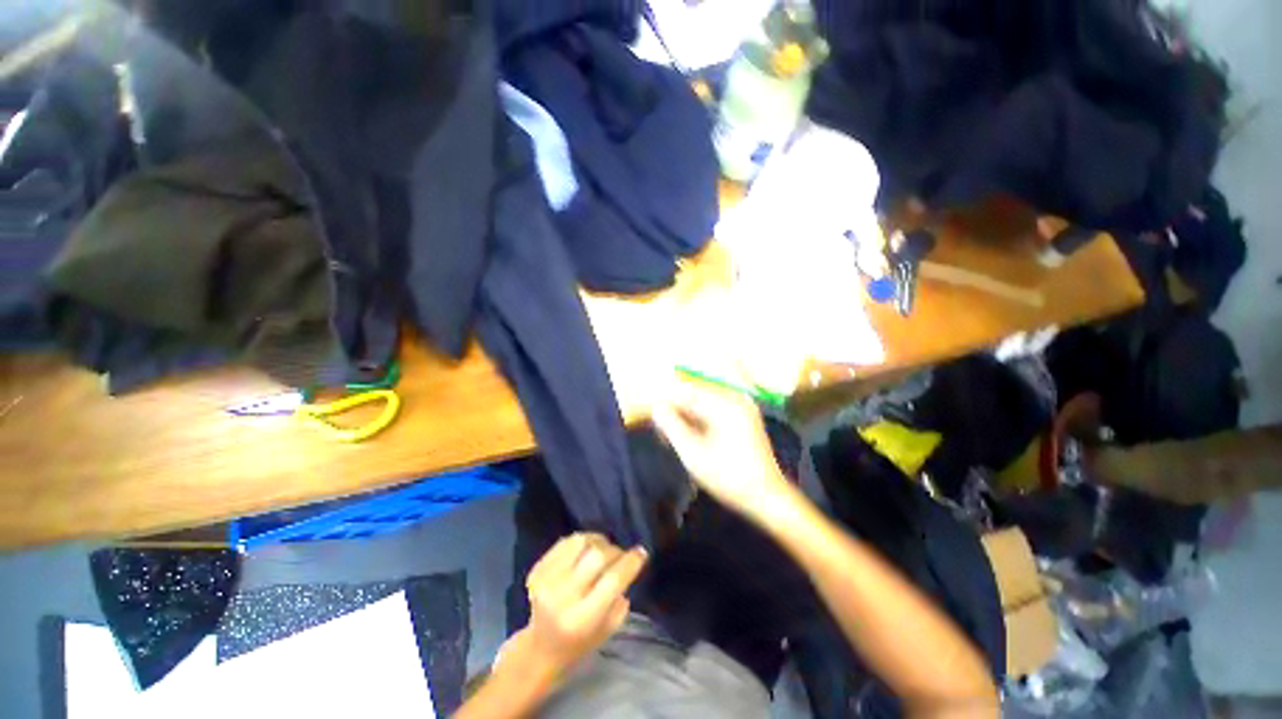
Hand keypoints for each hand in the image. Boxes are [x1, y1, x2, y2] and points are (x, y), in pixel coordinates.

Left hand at [515, 533, 647, 678]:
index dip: (631, 562)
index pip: (612, 580)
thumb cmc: (580, 642)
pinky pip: (565, 542)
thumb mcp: (608, 629)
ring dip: (598, 541)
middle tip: (621, 555)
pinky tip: (586, 550)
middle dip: (616, 550)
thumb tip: (629, 561)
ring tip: (603, 549)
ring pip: (581, 542)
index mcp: (582, 619)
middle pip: (597, 556)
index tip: (641, 552)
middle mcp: (562, 597)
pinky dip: (582, 541)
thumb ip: (619, 595)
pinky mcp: (537, 570)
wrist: (540, 649)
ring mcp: (546, 581)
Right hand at [652, 382, 792, 519]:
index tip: (649, 413)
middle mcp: (735, 400)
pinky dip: (701, 424)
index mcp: (725, 405)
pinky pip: (715, 414)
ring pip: (704, 407)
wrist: (768, 498)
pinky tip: (690, 439)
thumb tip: (656, 407)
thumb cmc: (728, 477)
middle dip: (677, 413)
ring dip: (687, 419)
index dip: (666, 402)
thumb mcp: (694, 454)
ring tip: (671, 438)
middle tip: (660, 432)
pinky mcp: (745, 419)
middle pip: (696, 398)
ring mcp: (742, 409)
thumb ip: (672, 427)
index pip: (687, 394)